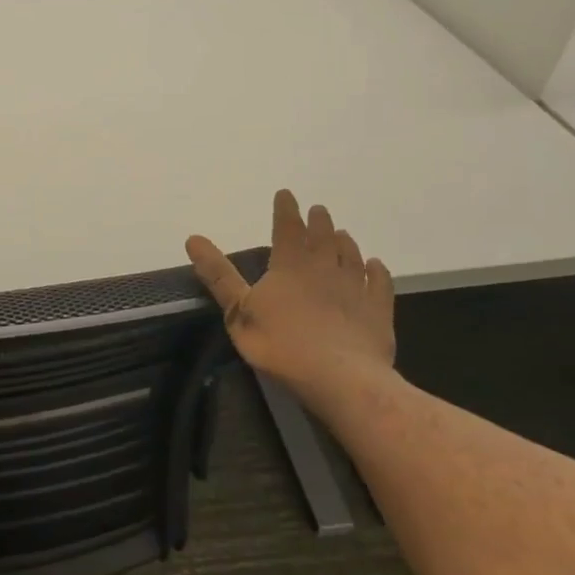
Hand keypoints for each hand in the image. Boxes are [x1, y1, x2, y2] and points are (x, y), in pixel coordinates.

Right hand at [185, 191, 395, 407]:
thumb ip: (219, 276)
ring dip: (346, 242)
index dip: (286, 210)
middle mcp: (325, 268)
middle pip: (323, 237)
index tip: (286, 194)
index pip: (287, 228)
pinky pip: (380, 283)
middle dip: (318, 221)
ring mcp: (356, 288)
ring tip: (343, 234)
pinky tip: (376, 266)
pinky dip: (378, 271)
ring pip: (352, 255)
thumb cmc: (282, 345)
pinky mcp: (378, 311)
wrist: (342, 379)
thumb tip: (193, 239)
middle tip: (318, 210)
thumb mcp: (238, 312)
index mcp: (290, 266)